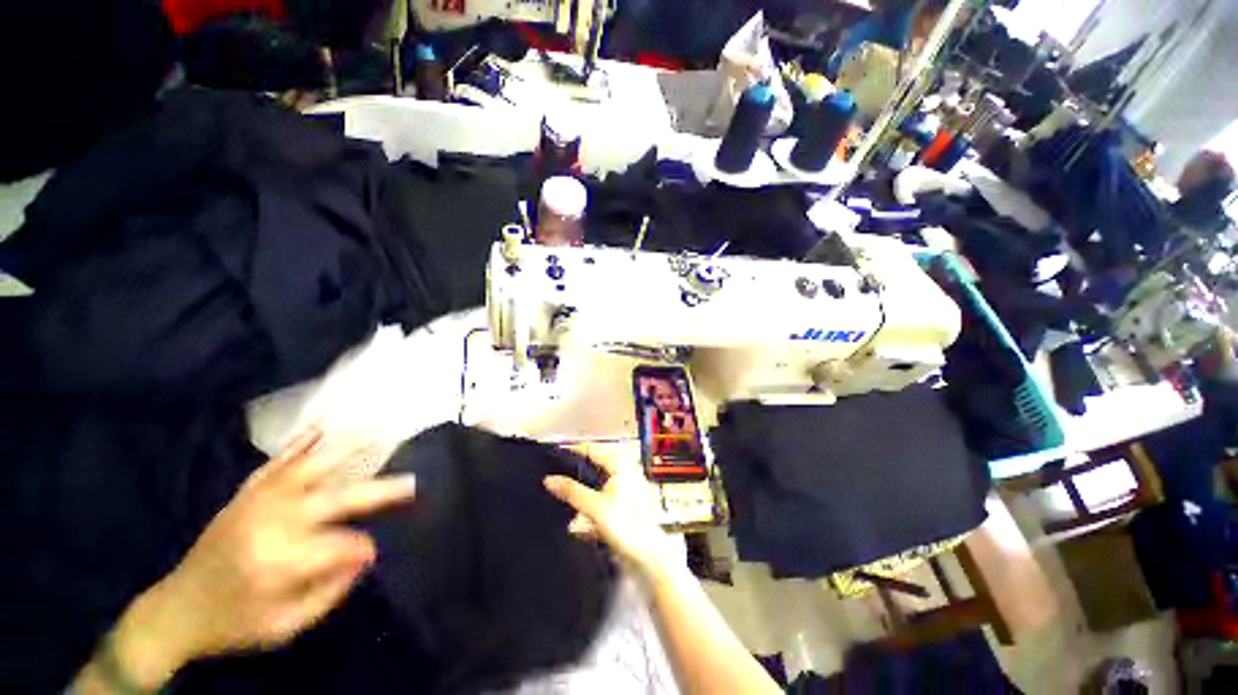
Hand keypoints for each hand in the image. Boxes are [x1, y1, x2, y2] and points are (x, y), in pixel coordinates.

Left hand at [109, 428, 415, 685]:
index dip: (362, 548)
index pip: (339, 547)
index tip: (374, 551)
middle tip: (411, 482)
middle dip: (378, 491)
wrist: (176, 610)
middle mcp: (270, 525)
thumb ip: (329, 592)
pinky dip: (303, 442)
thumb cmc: (234, 624)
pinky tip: (324, 424)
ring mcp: (257, 503)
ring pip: (310, 467)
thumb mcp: (285, 626)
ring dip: (348, 449)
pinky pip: (278, 461)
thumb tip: (366, 556)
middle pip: (335, 499)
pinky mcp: (246, 494)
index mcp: (278, 564)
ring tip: (380, 432)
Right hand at [543, 449, 680, 581]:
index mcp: (621, 466)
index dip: (574, 451)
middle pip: (595, 468)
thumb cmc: (627, 526)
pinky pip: (602, 503)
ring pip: (597, 486)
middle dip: (576, 475)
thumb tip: (548, 480)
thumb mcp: (594, 507)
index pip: (594, 449)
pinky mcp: (625, 509)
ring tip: (562, 501)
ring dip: (582, 494)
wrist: (648, 558)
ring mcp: (626, 492)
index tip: (554, 457)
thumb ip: (571, 492)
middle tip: (555, 479)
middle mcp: (625, 474)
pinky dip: (590, 509)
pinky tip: (577, 523)